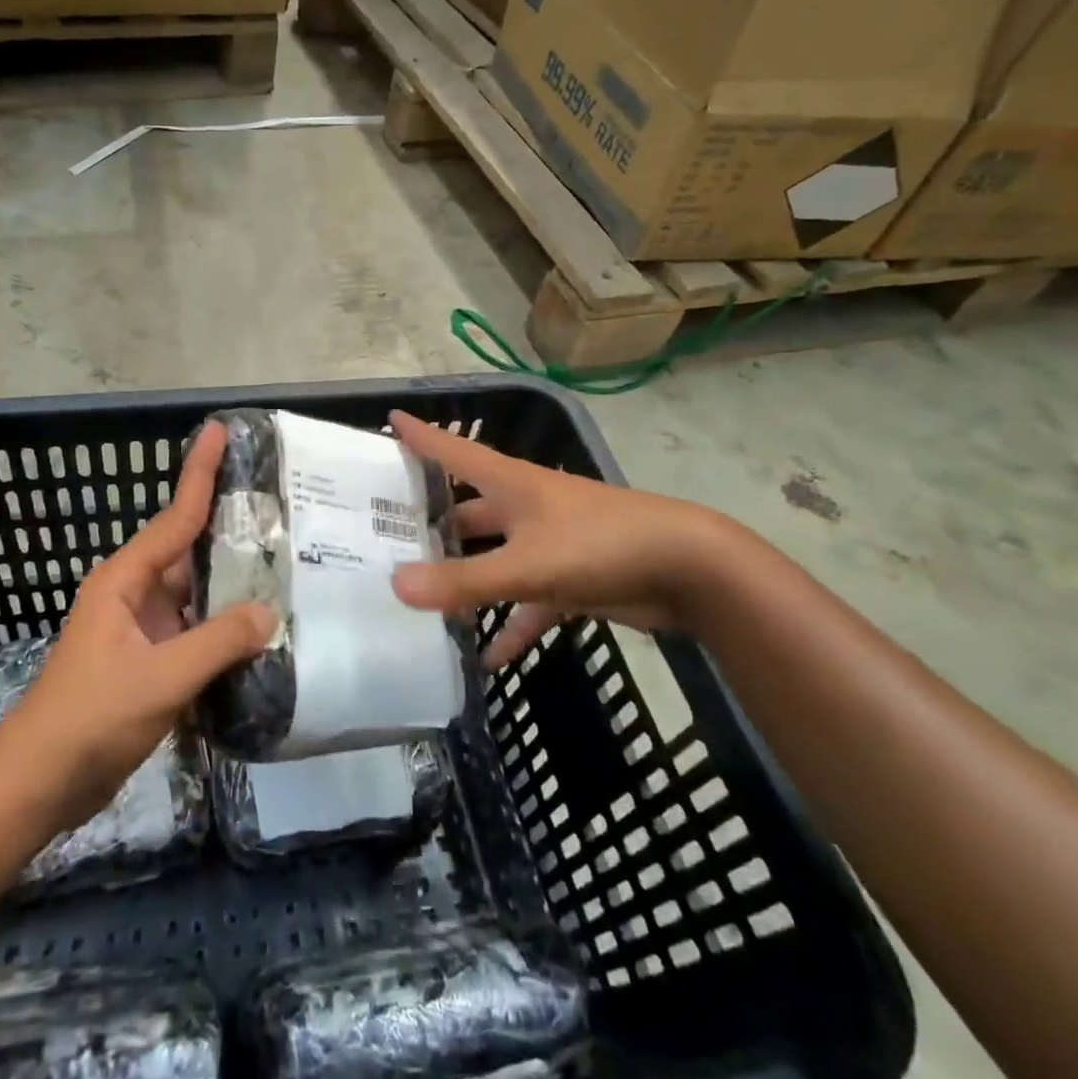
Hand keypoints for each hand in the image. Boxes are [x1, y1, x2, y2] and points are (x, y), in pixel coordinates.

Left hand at [0, 420, 273, 833]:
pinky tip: (261, 626)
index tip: (220, 430)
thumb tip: (269, 612)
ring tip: (285, 560)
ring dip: (232, 581)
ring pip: (196, 592)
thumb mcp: (159, 677)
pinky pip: (196, 629)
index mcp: (125, 580)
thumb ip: (217, 643)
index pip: (174, 517)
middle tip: (281, 503)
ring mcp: (143, 629)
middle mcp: (135, 594)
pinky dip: (225, 624)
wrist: (43, 781)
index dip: (200, 472)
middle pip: (189, 549)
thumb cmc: (91, 716)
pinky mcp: (151, 661)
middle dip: (229, 525)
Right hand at [387, 411, 725, 668]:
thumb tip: (395, 586)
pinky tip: (486, 659)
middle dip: (432, 526)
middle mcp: (524, 508)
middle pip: (467, 513)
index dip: (421, 435)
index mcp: (510, 484)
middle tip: (386, 541)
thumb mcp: (526, 564)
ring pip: (494, 560)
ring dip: (467, 582)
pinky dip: (510, 627)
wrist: (691, 570)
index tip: (388, 420)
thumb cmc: (601, 544)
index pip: (453, 451)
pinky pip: (528, 603)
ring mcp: (548, 543)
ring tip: (422, 603)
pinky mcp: (570, 578)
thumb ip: (464, 580)